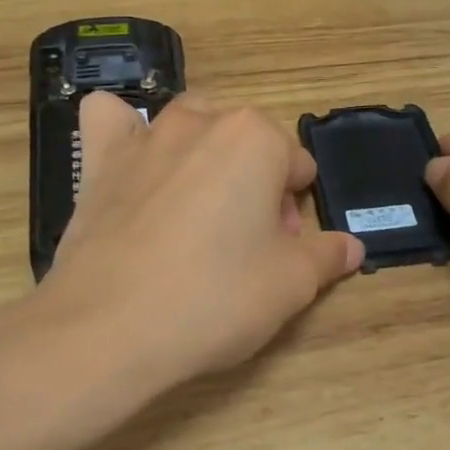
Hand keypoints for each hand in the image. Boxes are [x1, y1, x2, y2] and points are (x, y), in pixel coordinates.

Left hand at [41, 91, 362, 394]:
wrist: (108, 329)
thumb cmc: (214, 298)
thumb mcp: (291, 284)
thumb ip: (328, 256)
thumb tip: (351, 246)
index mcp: (255, 138)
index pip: (297, 164)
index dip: (295, 209)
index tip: (282, 249)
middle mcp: (200, 121)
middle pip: (246, 143)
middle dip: (254, 183)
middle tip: (245, 244)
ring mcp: (144, 136)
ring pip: (189, 127)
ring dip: (203, 157)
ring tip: (196, 213)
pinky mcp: (97, 160)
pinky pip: (111, 122)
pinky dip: (125, 134)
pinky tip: (133, 167)